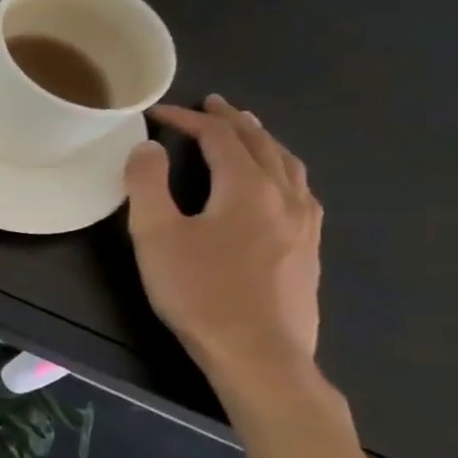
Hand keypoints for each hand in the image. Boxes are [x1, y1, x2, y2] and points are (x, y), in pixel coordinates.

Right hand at [124, 96, 322, 385]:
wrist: (258, 352)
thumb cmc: (199, 291)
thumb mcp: (156, 235)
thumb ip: (148, 184)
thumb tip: (147, 146)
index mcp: (248, 188)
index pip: (219, 138)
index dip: (188, 119)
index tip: (158, 113)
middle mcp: (285, 196)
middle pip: (263, 144)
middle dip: (233, 121)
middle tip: (212, 104)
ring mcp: (305, 224)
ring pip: (289, 166)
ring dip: (264, 142)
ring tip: (247, 132)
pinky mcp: (309, 248)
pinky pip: (300, 190)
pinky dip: (281, 170)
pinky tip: (275, 184)